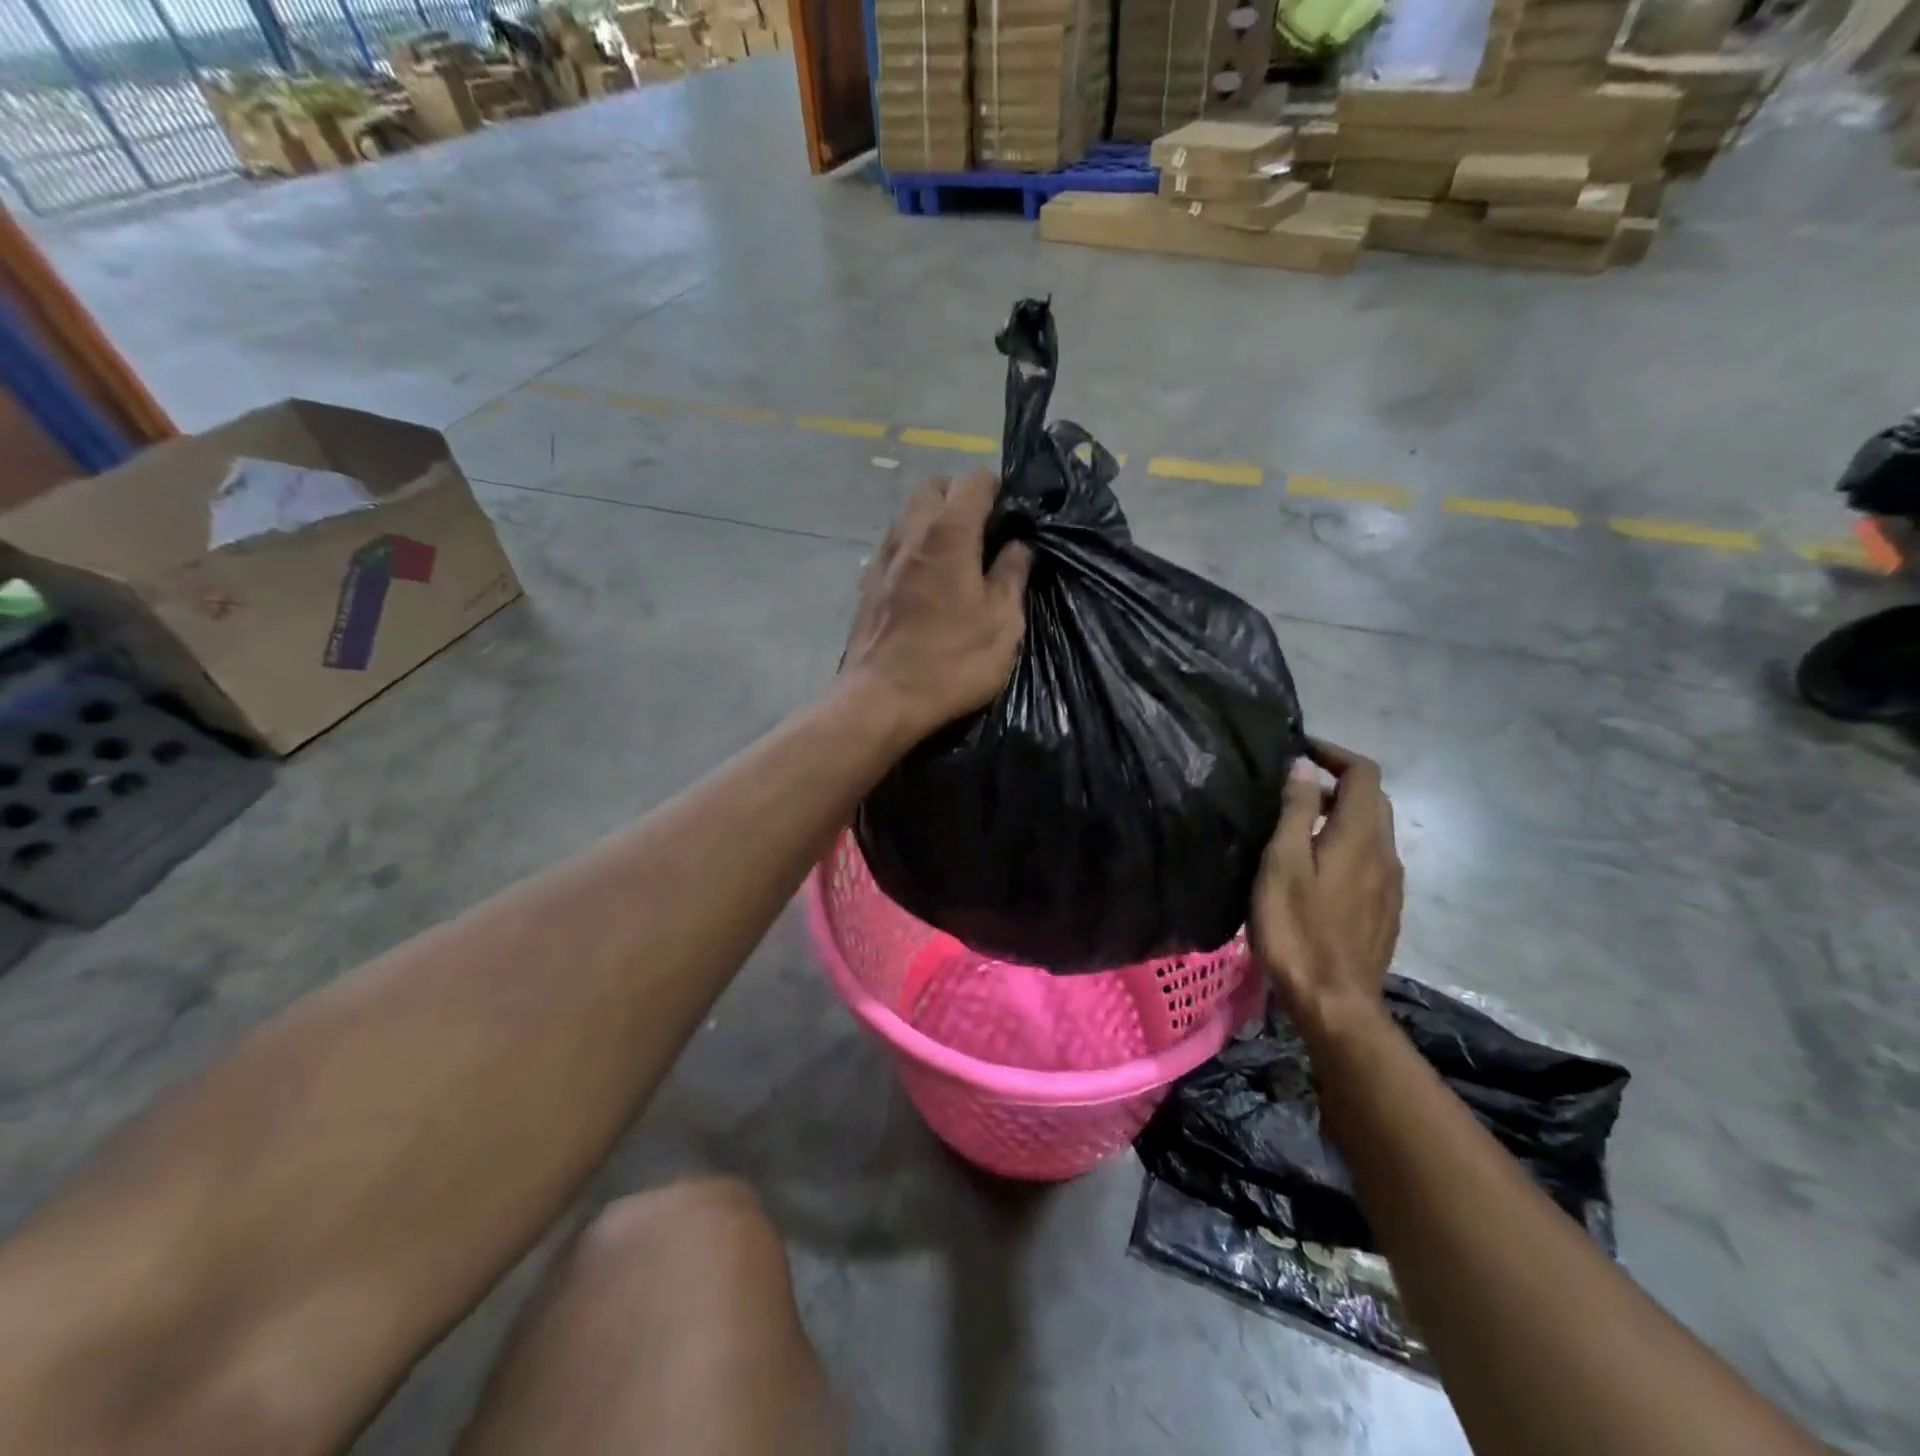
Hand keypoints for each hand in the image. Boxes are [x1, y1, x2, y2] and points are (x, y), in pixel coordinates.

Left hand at [841, 472, 1031, 743]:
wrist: (880, 700)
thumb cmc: (951, 662)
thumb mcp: (1002, 624)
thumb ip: (1012, 576)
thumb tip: (1018, 545)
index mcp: (948, 534)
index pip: (974, 481)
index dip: (998, 490)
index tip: (1012, 517)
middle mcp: (910, 534)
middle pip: (934, 488)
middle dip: (961, 498)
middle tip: (985, 534)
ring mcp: (883, 558)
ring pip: (910, 515)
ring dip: (935, 523)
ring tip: (959, 559)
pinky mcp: (868, 584)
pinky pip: (896, 546)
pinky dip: (915, 549)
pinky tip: (929, 583)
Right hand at [1250, 739, 1404, 1037]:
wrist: (1335, 1002)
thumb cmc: (1297, 928)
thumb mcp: (1282, 863)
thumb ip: (1295, 811)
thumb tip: (1303, 765)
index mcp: (1360, 836)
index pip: (1364, 773)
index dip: (1334, 753)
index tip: (1299, 750)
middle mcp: (1385, 852)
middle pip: (1373, 799)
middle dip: (1336, 781)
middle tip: (1291, 788)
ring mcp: (1390, 883)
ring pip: (1372, 830)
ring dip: (1340, 813)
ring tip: (1298, 824)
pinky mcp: (1385, 908)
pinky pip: (1371, 858)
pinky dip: (1346, 842)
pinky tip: (1316, 866)